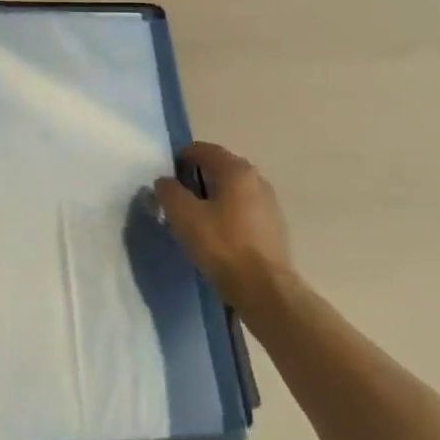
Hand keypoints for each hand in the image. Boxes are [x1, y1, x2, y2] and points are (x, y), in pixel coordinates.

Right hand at [155, 142, 292, 308]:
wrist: (265, 290)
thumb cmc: (222, 246)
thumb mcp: (184, 216)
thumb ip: (169, 192)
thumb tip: (165, 182)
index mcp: (236, 170)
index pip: (204, 150)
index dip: (181, 157)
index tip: (167, 175)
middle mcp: (257, 179)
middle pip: (220, 168)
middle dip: (197, 177)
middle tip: (178, 196)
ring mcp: (269, 203)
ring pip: (233, 190)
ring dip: (213, 196)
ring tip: (196, 217)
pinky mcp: (274, 227)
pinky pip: (244, 209)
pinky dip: (228, 212)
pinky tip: (217, 234)